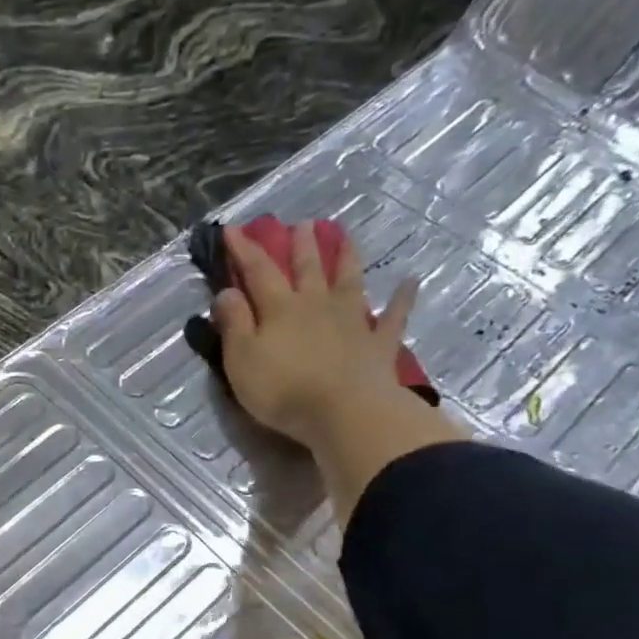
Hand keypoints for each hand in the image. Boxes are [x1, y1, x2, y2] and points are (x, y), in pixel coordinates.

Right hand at [214, 221, 464, 516]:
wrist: (345, 413)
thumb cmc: (283, 389)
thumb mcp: (241, 359)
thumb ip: (233, 324)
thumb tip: (227, 291)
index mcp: (280, 309)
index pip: (258, 271)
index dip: (244, 249)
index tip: (232, 229)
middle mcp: (317, 305)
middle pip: (308, 268)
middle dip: (301, 245)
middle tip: (302, 224)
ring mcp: (352, 321)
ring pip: (349, 281)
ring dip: (346, 257)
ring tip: (346, 236)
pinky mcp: (378, 344)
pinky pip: (394, 316)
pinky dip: (403, 298)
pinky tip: (411, 281)